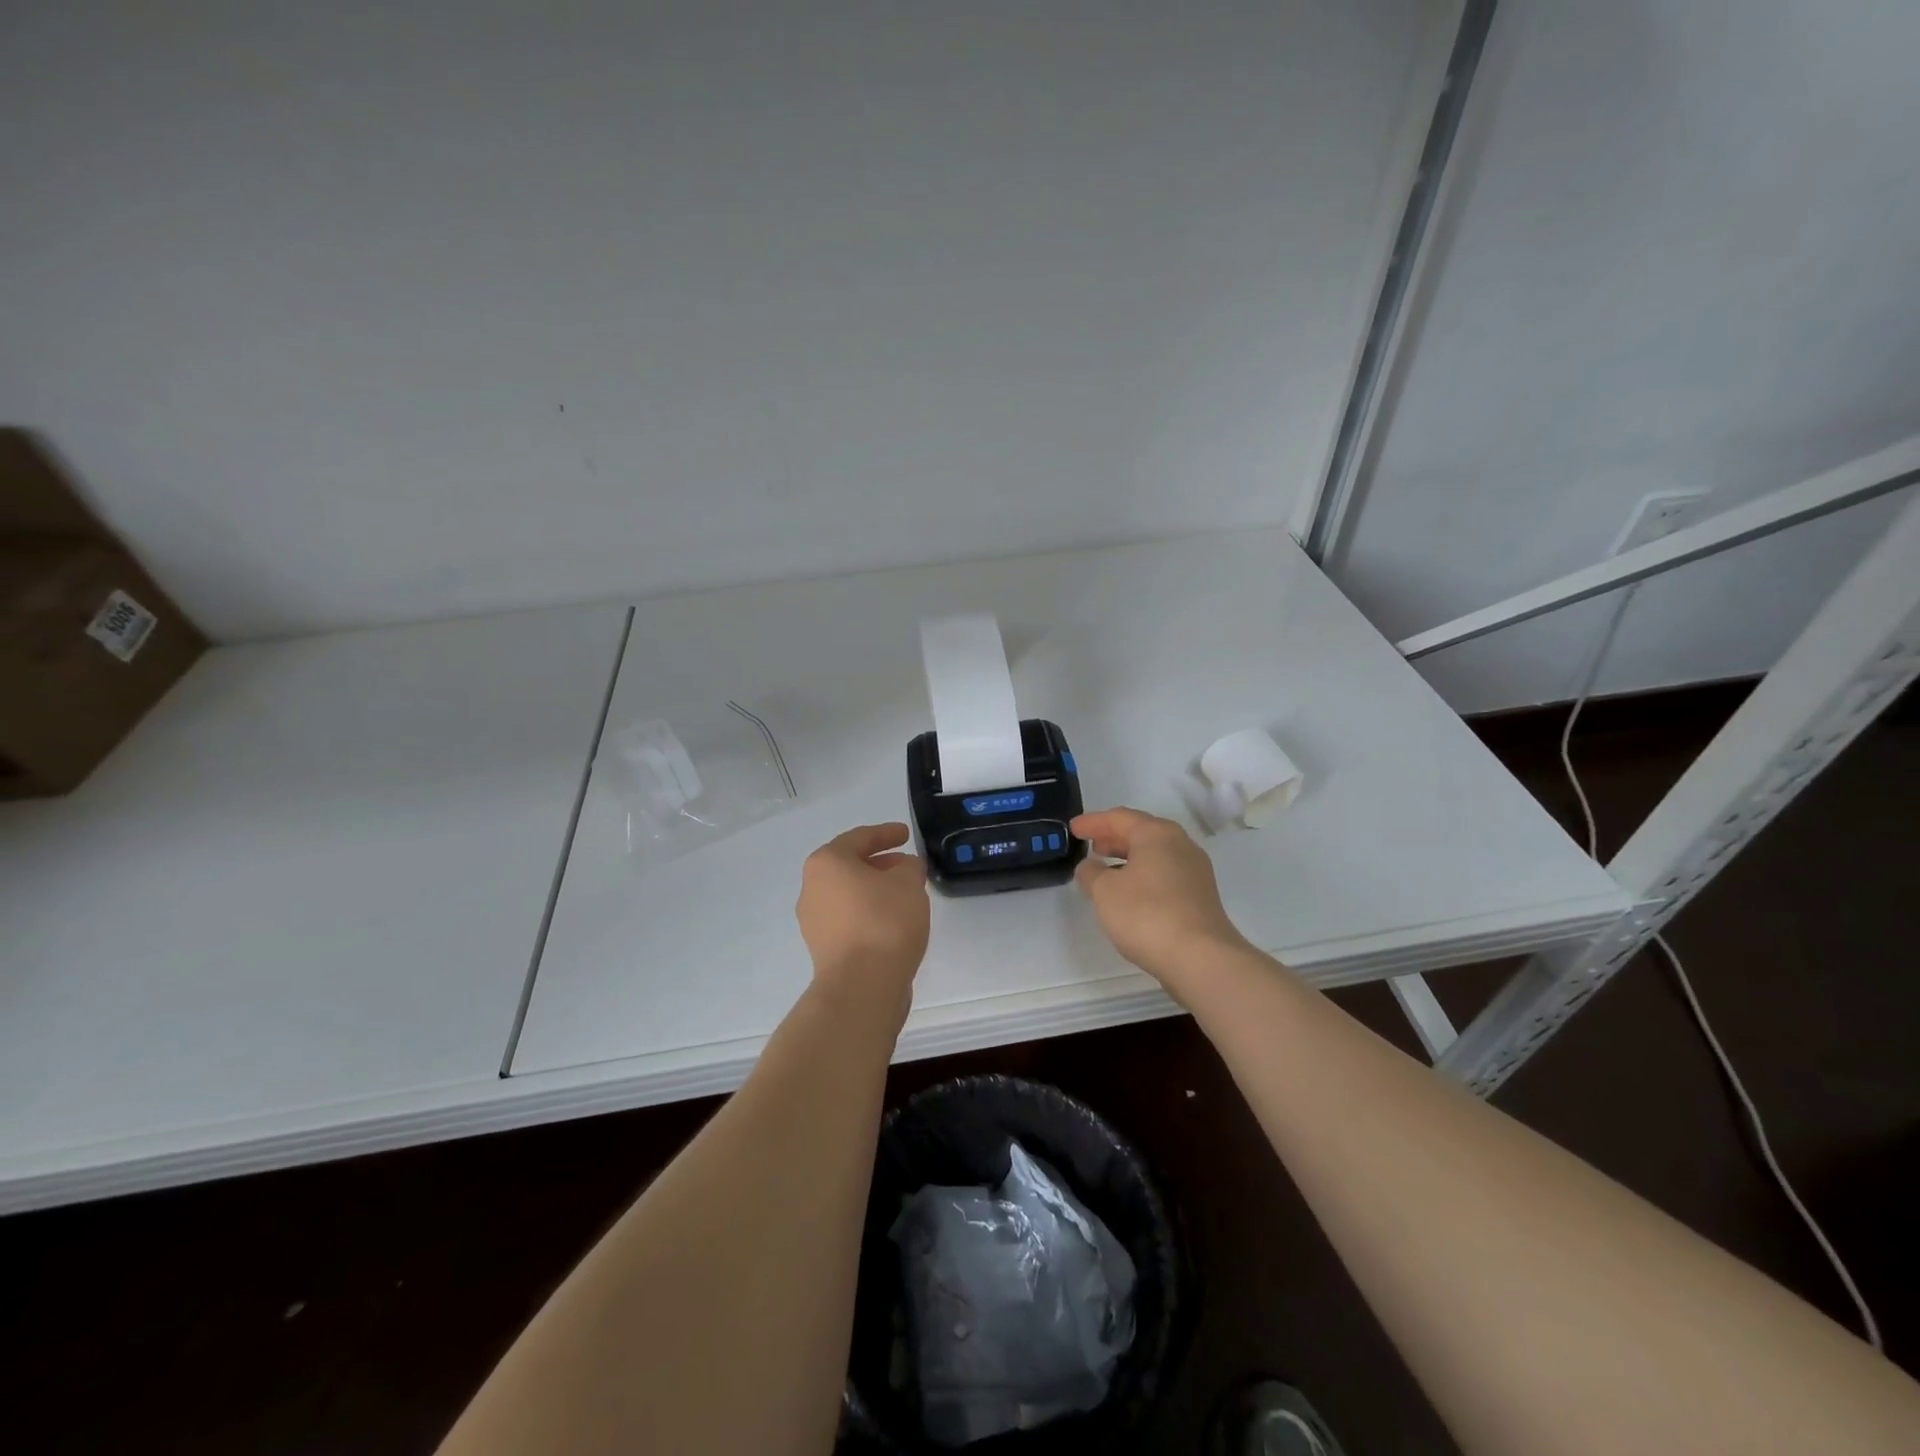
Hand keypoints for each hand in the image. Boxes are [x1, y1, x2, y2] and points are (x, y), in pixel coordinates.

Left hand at [796, 823, 930, 1016]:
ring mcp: (814, 922)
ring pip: (848, 895)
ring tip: (905, 895)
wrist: (862, 986)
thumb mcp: (909, 882)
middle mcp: (812, 888)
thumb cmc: (884, 921)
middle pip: (849, 867)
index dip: (886, 834)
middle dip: (880, 864)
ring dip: (874, 891)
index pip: (859, 838)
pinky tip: (894, 922)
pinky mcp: (823, 949)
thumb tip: (904, 868)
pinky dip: (869, 914)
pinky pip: (849, 920)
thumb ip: (910, 866)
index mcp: (827, 863)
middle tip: (907, 866)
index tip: (906, 835)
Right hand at [1072, 807, 1251, 997]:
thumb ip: (1091, 873)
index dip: (1093, 822)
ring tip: (1105, 870)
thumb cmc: (1146, 914)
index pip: (1119, 818)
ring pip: (1154, 855)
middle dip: (1113, 838)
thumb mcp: (1105, 891)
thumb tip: (1089, 866)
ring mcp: (1195, 871)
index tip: (1072, 829)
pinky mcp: (1200, 896)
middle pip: (1141, 833)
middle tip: (1090, 846)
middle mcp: (1181, 845)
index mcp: (1157, 834)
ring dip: (1128, 858)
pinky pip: (1164, 874)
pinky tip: (1129, 893)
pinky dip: (1143, 875)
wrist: (1200, 958)